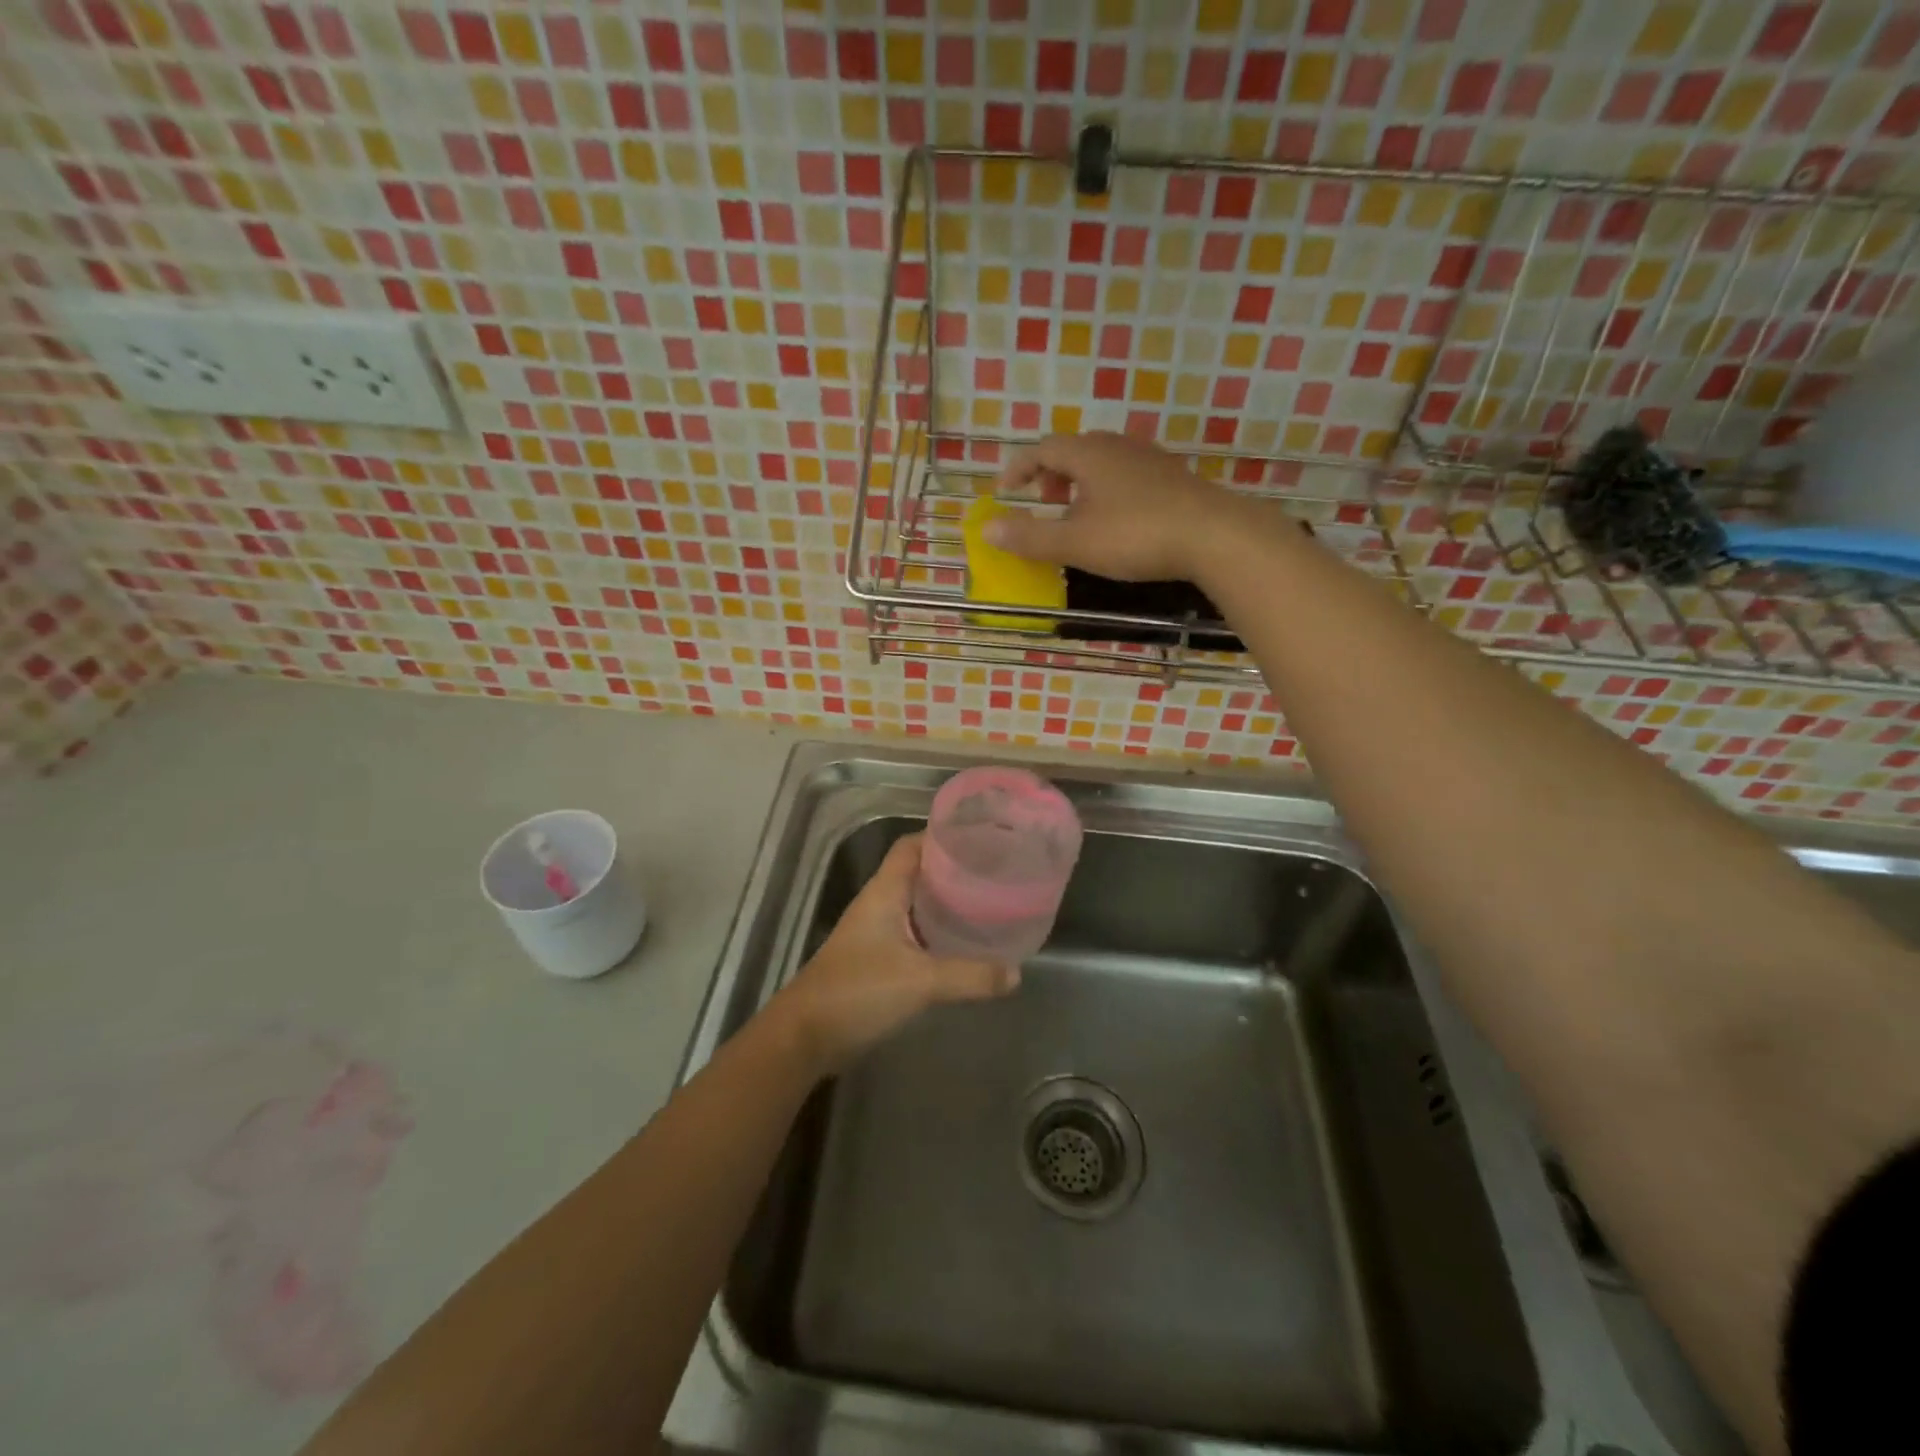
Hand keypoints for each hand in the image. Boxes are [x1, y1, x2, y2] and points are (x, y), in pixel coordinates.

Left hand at [769, 834, 1018, 1075]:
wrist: (805, 1037)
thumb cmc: (858, 992)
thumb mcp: (920, 982)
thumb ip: (970, 976)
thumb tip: (1016, 973)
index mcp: (884, 892)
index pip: (912, 846)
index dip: (943, 836)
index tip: (981, 837)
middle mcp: (880, 904)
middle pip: (919, 872)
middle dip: (954, 870)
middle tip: (995, 871)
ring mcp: (876, 933)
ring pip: (917, 905)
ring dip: (947, 902)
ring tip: (988, 903)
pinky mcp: (877, 960)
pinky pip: (915, 934)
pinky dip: (938, 933)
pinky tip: (964, 945)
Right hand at [981, 431, 1277, 582]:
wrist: (1214, 535)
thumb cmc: (1136, 535)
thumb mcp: (1074, 542)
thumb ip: (1029, 536)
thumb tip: (987, 528)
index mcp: (1088, 454)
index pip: (1042, 449)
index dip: (1019, 468)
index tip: (1005, 490)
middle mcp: (1117, 447)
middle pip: (1073, 450)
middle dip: (1051, 474)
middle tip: (1043, 501)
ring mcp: (1149, 460)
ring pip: (1102, 463)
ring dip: (1080, 484)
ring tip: (1077, 516)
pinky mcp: (1172, 478)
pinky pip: (1126, 476)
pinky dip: (1106, 492)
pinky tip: (1117, 521)